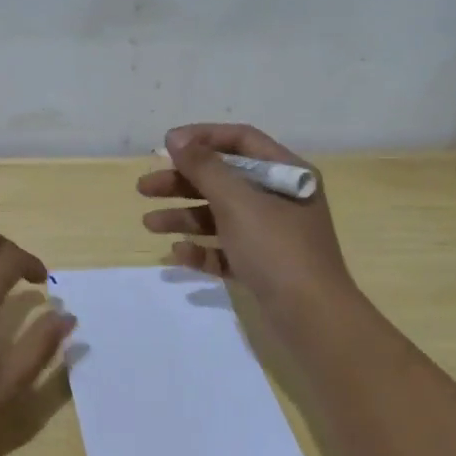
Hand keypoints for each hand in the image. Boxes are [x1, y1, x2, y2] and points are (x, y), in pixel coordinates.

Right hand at [138, 123, 357, 317]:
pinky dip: (203, 249)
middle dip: (183, 182)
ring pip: (220, 216)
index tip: (166, 146)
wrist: (311, 317)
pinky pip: (226, 250)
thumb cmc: (276, 248)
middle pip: (224, 179)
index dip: (202, 138)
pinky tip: (178, 254)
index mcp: (286, 173)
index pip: (241, 140)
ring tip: (149, 224)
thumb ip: (204, 167)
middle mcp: (280, 198)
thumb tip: (176, 138)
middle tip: (144, 189)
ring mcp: (271, 235)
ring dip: (184, 217)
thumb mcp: (237, 201)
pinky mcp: (262, 266)